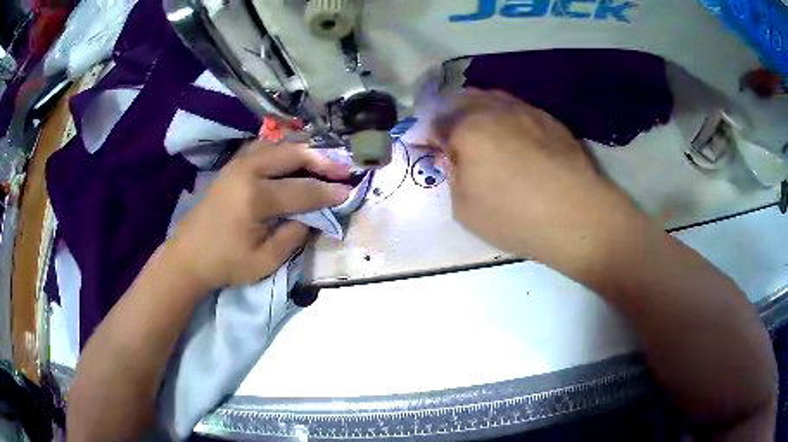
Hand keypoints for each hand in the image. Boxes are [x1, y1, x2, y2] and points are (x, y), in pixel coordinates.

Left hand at [167, 141, 351, 291]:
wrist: (188, 255)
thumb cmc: (225, 263)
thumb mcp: (265, 261)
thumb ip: (294, 236)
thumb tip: (314, 217)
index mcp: (255, 198)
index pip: (302, 190)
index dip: (328, 192)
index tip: (350, 191)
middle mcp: (247, 171)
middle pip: (293, 155)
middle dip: (322, 160)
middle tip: (344, 168)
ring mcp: (237, 164)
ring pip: (279, 145)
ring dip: (304, 150)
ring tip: (324, 160)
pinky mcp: (232, 165)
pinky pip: (264, 147)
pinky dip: (284, 148)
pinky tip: (294, 157)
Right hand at [430, 89, 643, 264]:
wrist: (576, 214)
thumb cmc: (515, 217)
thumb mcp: (465, 209)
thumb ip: (452, 178)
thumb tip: (453, 160)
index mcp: (466, 129)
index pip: (435, 123)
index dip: (426, 134)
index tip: (426, 145)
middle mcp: (493, 110)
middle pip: (461, 100)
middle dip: (449, 113)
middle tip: (448, 131)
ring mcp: (524, 110)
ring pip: (491, 98)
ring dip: (477, 109)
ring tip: (478, 127)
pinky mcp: (548, 118)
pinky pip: (517, 108)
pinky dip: (504, 115)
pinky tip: (511, 134)